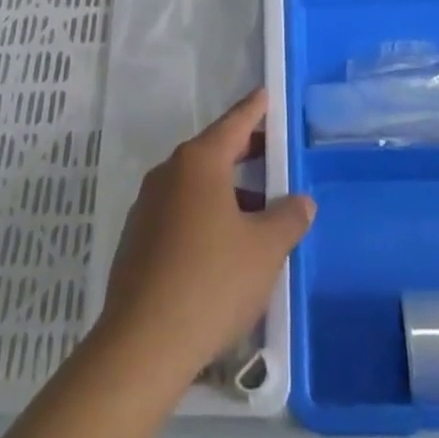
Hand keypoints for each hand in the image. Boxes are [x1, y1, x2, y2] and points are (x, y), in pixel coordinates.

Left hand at [98, 89, 312, 386]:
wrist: (143, 343)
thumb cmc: (212, 281)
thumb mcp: (265, 249)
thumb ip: (288, 218)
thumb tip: (301, 201)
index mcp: (199, 163)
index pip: (234, 124)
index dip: (254, 110)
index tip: (265, 94)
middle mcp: (168, 174)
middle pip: (213, 152)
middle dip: (244, 152)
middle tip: (273, 154)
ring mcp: (147, 206)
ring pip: (196, 186)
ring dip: (228, 191)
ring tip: (259, 212)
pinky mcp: (137, 239)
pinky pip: (180, 212)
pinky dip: (206, 215)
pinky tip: (225, 246)